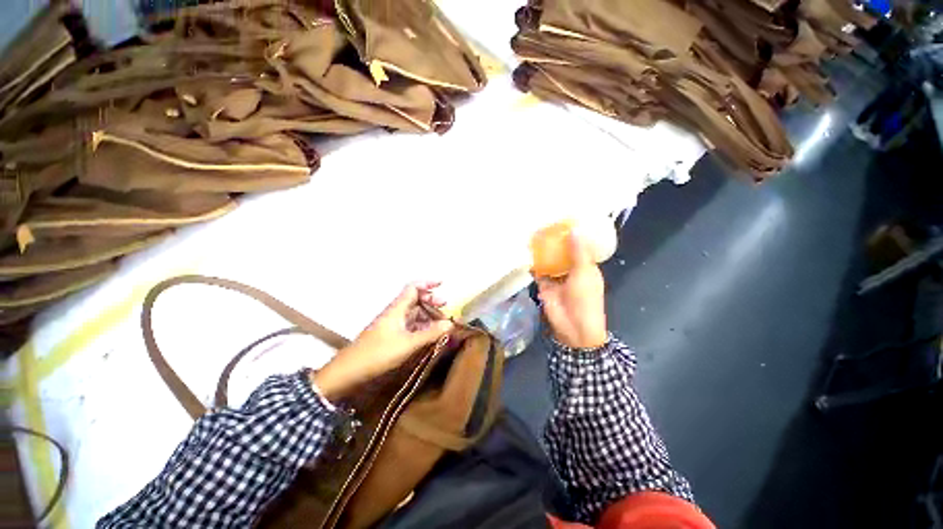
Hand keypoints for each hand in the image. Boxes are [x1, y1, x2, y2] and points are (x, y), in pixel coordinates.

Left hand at [312, 282, 453, 399]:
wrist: (350, 371)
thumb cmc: (379, 353)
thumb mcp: (408, 344)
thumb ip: (430, 333)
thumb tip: (450, 324)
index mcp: (397, 308)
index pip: (413, 288)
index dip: (427, 283)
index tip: (442, 284)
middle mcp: (396, 312)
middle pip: (415, 299)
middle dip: (431, 301)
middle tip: (445, 308)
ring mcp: (393, 324)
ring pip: (414, 313)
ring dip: (428, 315)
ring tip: (441, 323)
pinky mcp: (392, 335)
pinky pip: (411, 325)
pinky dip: (422, 326)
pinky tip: (430, 334)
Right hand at [536, 231, 607, 349]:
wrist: (572, 327)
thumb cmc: (585, 299)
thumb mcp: (585, 273)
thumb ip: (578, 252)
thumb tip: (575, 229)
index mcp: (585, 266)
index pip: (579, 247)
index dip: (574, 235)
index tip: (564, 219)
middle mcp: (571, 270)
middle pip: (562, 252)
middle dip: (555, 241)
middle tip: (544, 222)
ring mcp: (556, 278)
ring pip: (549, 260)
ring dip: (543, 251)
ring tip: (533, 232)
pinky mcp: (543, 285)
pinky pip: (538, 271)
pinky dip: (533, 263)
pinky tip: (525, 250)